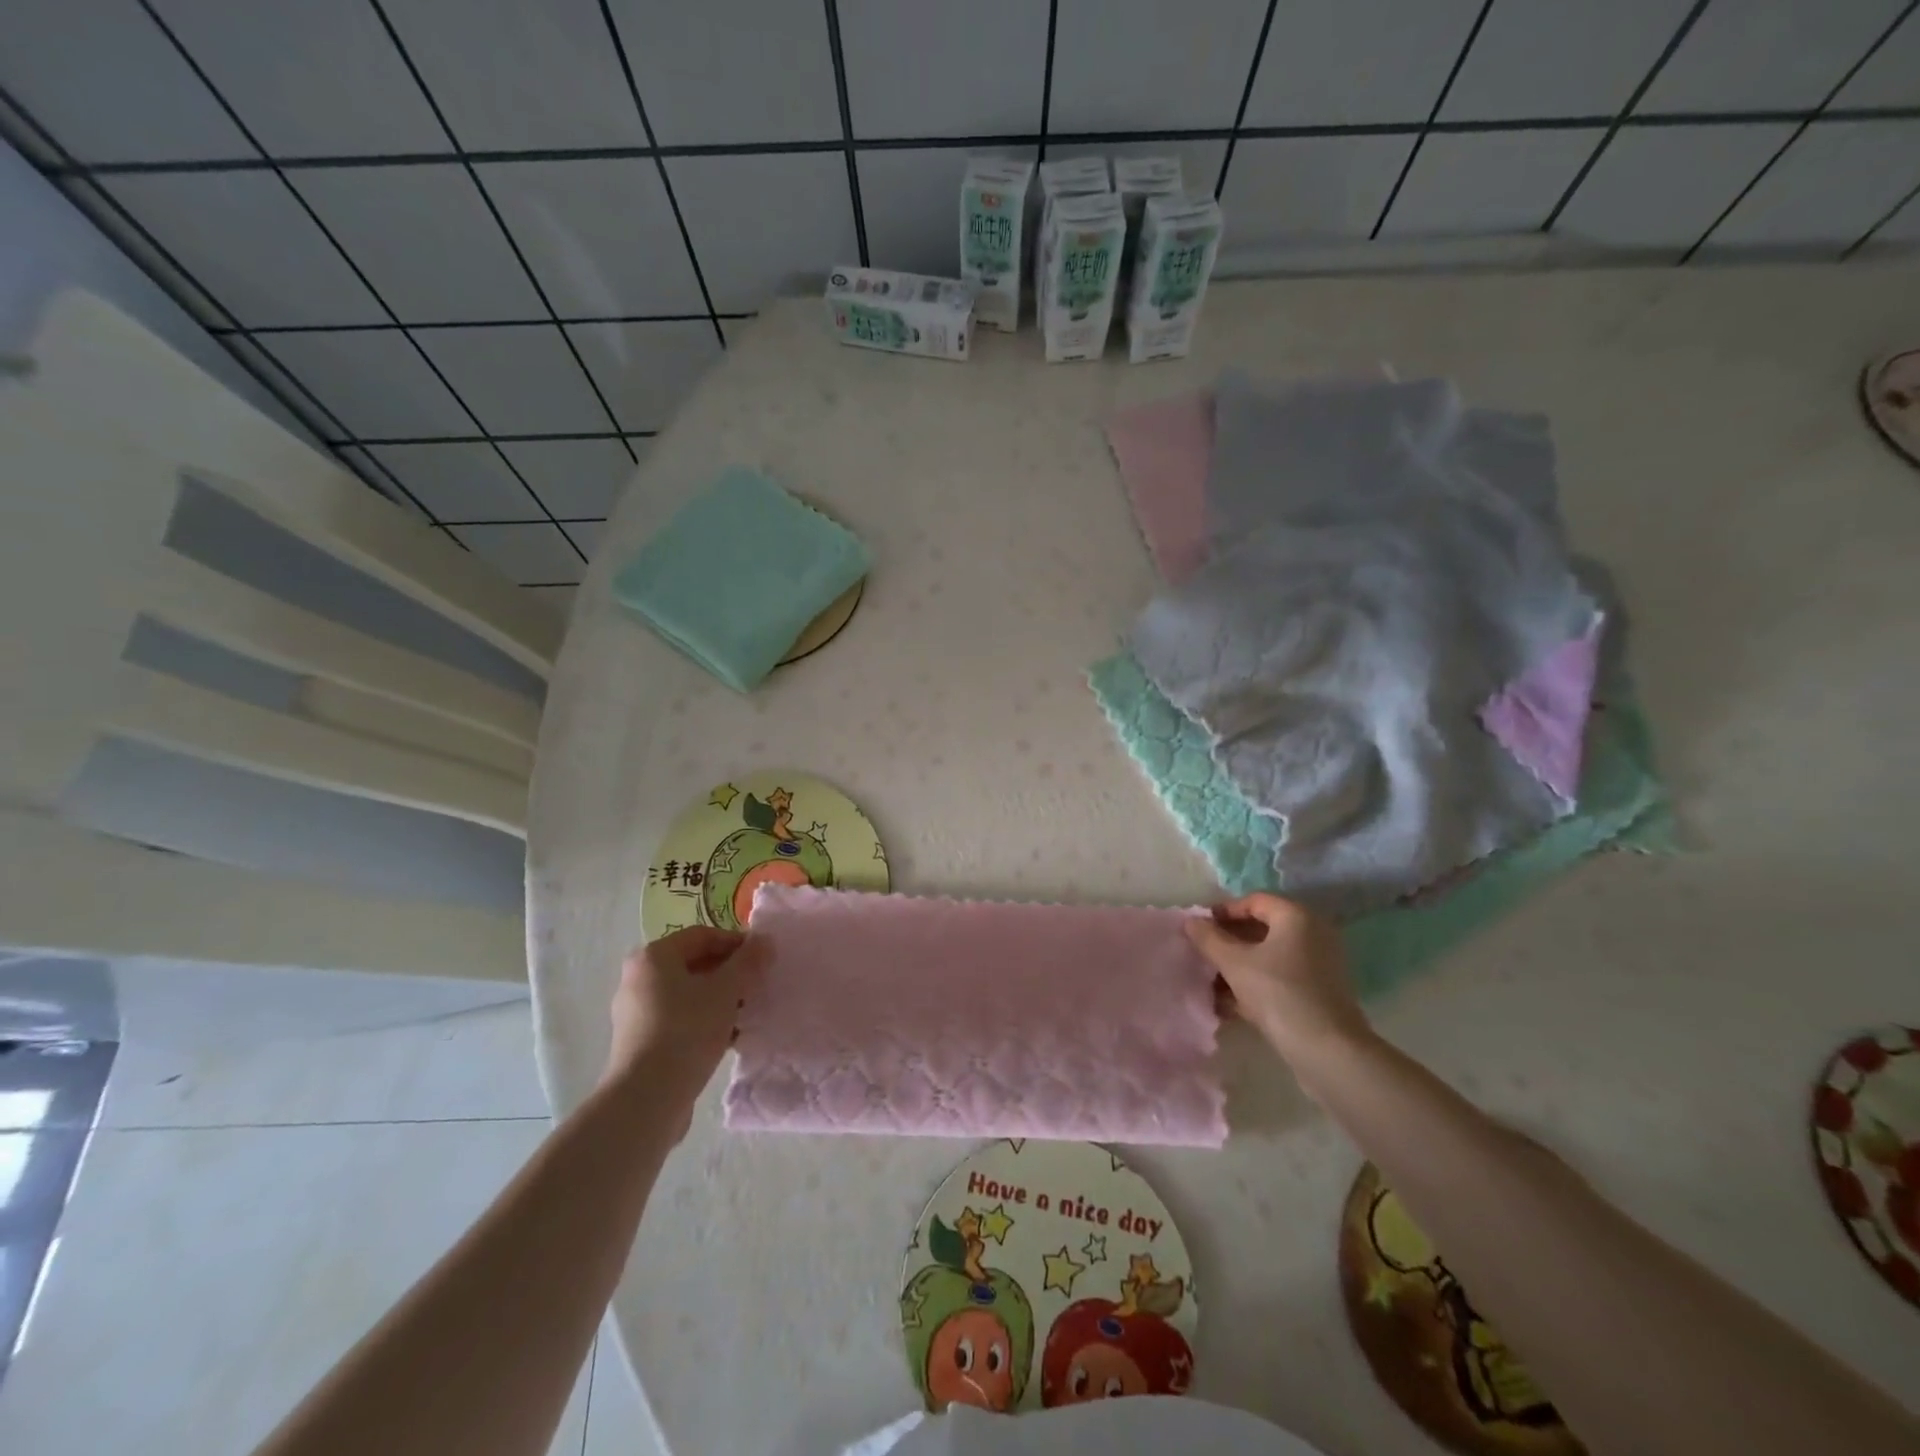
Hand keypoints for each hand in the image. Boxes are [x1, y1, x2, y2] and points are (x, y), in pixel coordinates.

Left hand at [604, 927, 765, 1110]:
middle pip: (695, 964)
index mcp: (653, 957)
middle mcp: (639, 979)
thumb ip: (748, 961)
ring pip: (689, 994)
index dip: (737, 943)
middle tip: (758, 986)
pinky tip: (730, 1038)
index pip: (703, 936)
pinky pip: (680, 1020)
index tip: (763, 960)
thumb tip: (765, 940)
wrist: (647, 1098)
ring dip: (721, 1000)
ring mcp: (637, 1013)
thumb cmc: (687, 1030)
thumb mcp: (726, 990)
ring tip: (748, 1014)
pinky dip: (705, 1022)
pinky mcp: (641, 1042)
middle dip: (730, 973)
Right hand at [1184, 894, 1372, 1085]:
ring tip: (1210, 983)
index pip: (1254, 901)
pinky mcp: (1318, 993)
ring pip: (1268, 957)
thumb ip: (1209, 938)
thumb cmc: (1278, 993)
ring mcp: (1318, 966)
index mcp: (1296, 917)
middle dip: (1228, 942)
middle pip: (1261, 929)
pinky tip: (1228, 1004)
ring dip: (1238, 966)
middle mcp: (1312, 934)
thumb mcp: (1234, 963)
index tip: (1199, 928)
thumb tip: (1191, 921)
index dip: (1223, 911)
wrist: (1327, 1051)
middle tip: (1202, 954)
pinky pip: (1279, 978)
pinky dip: (1255, 985)